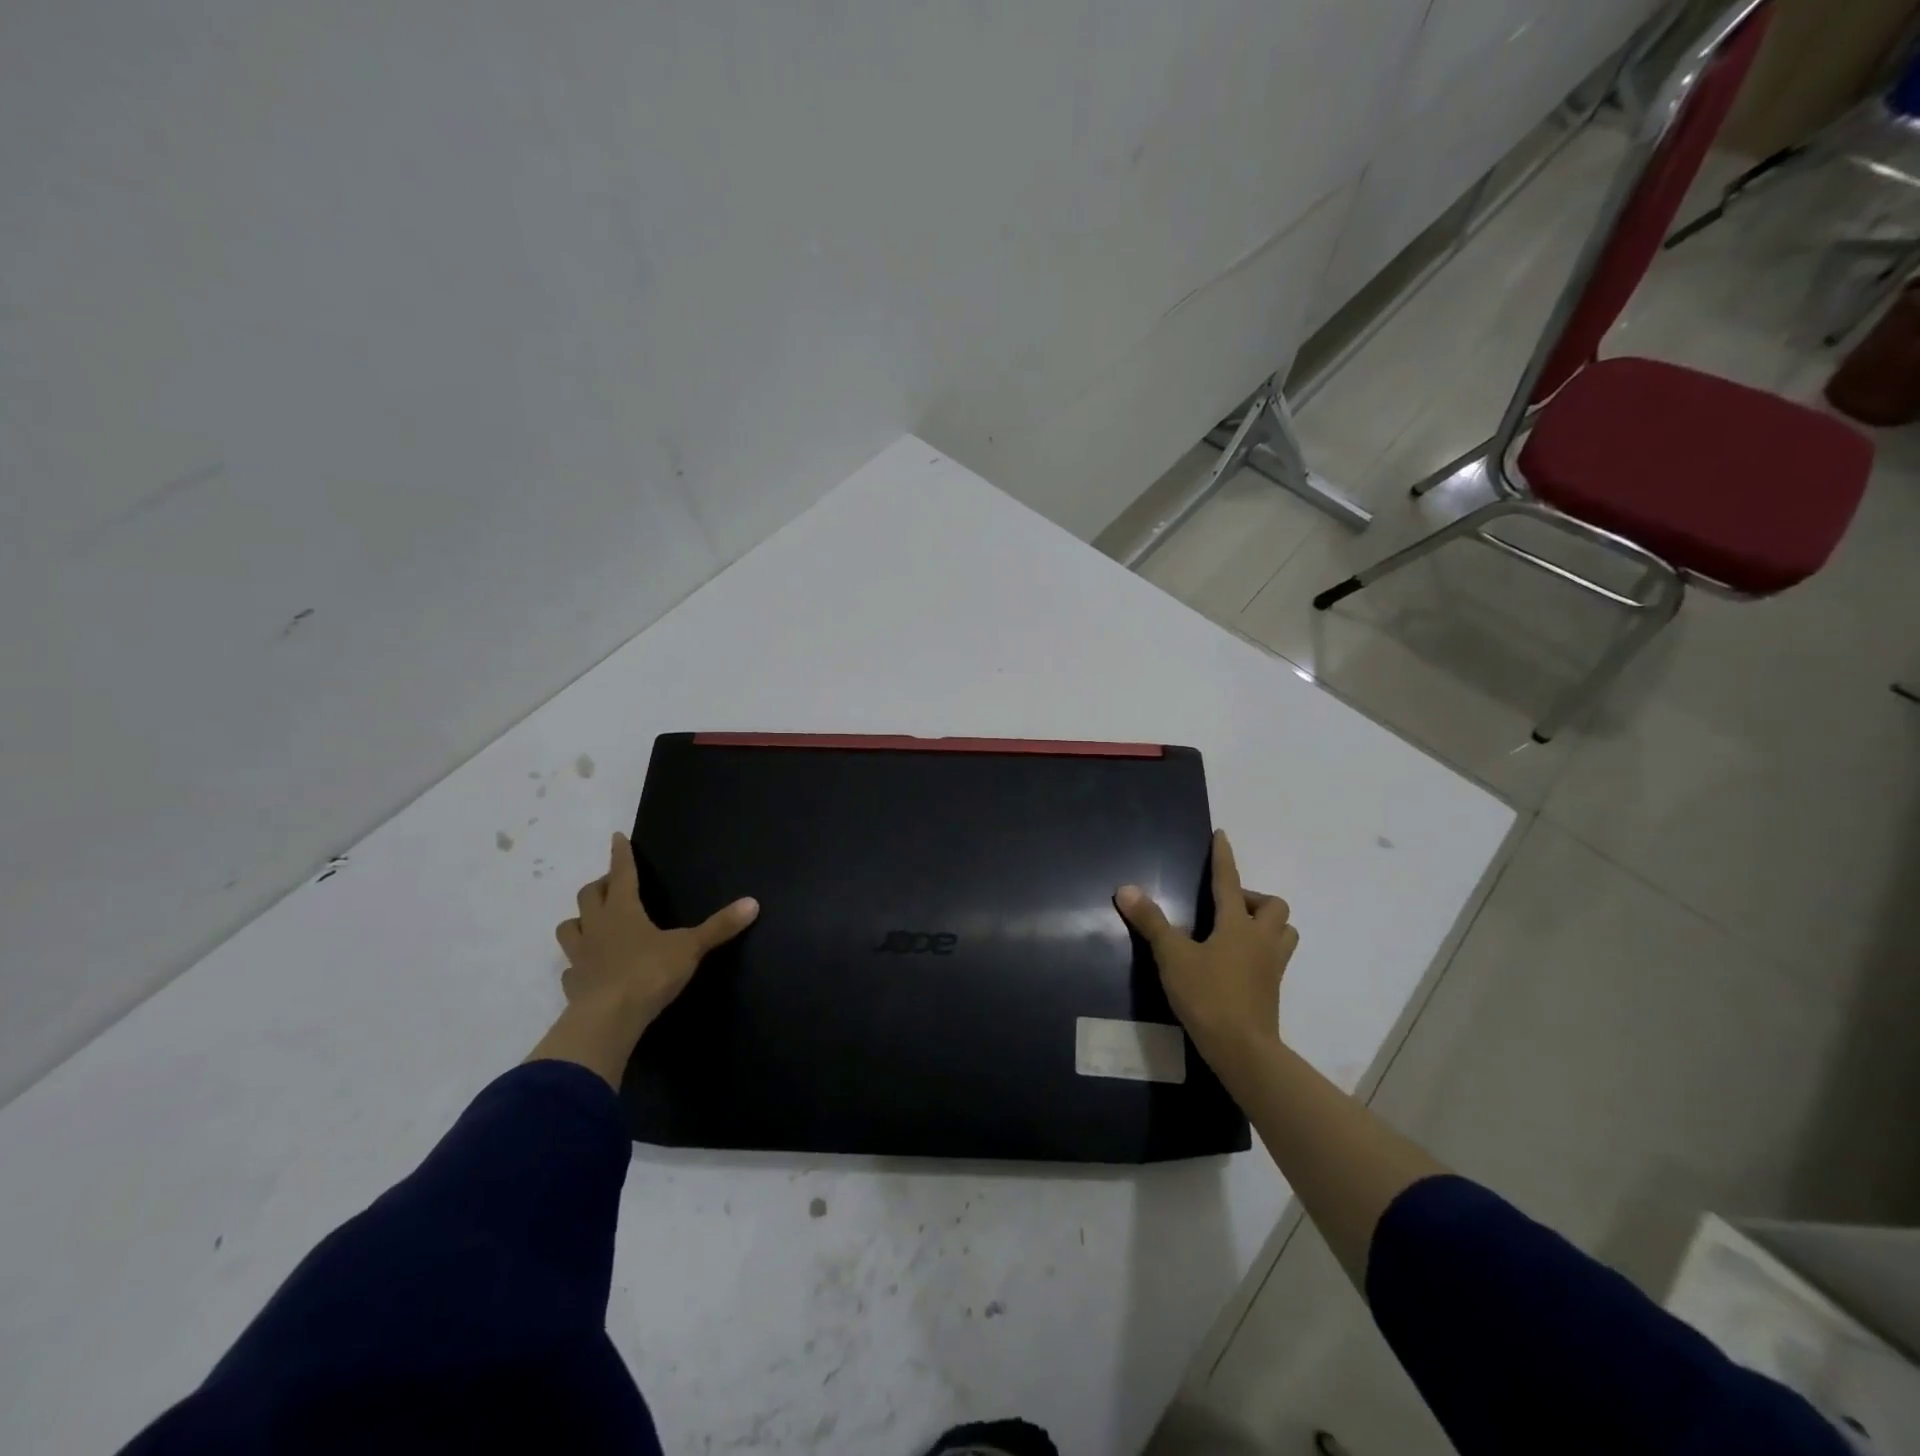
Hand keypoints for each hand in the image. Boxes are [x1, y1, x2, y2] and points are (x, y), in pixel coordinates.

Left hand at [555, 832, 758, 1031]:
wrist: (608, 1020)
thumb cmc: (649, 973)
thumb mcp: (690, 947)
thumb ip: (719, 926)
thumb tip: (753, 902)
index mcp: (623, 910)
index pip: (621, 873)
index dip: (621, 855)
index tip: (616, 837)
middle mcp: (596, 926)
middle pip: (588, 895)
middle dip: (600, 885)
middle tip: (612, 885)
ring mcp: (580, 955)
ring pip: (570, 927)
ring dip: (580, 920)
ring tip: (593, 922)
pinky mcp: (573, 984)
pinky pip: (570, 967)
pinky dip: (578, 962)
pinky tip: (588, 968)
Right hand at [1116, 829, 1297, 1072]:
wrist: (1243, 1050)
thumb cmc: (1208, 996)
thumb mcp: (1172, 956)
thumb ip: (1151, 922)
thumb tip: (1126, 889)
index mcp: (1238, 925)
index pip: (1229, 880)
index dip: (1223, 857)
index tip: (1222, 835)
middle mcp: (1261, 939)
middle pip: (1274, 905)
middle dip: (1254, 897)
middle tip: (1227, 906)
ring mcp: (1272, 966)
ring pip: (1283, 932)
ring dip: (1266, 923)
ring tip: (1238, 930)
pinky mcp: (1272, 989)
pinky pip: (1275, 956)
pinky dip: (1261, 949)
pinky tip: (1237, 961)